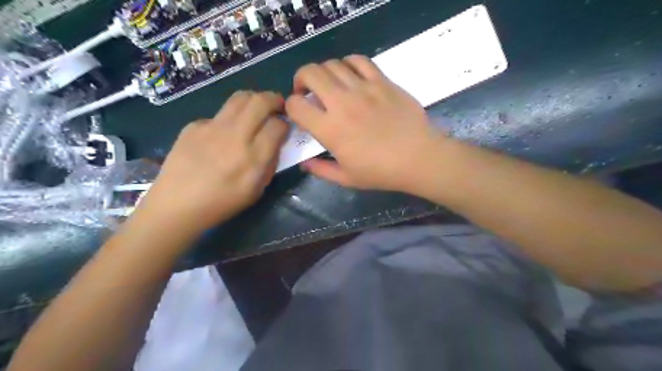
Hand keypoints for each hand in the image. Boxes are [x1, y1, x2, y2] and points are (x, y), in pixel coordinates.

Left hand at [137, 89, 286, 232]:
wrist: (176, 205)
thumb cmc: (222, 203)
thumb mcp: (256, 191)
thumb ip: (270, 165)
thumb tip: (275, 143)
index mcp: (253, 158)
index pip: (277, 126)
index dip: (285, 124)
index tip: (284, 128)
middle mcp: (235, 136)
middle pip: (260, 102)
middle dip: (274, 99)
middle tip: (277, 106)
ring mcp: (212, 127)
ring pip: (239, 98)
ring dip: (254, 100)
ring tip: (255, 110)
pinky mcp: (194, 125)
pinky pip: (218, 114)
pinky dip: (228, 119)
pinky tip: (222, 135)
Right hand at [287, 57, 444, 194]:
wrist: (418, 158)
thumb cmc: (381, 172)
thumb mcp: (347, 178)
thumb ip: (321, 170)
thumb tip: (304, 163)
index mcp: (330, 129)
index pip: (296, 106)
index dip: (290, 107)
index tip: (299, 113)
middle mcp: (342, 103)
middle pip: (309, 73)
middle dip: (300, 79)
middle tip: (307, 91)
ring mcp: (363, 88)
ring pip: (332, 64)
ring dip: (323, 72)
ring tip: (329, 85)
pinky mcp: (382, 81)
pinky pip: (359, 60)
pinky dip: (347, 63)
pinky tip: (349, 75)